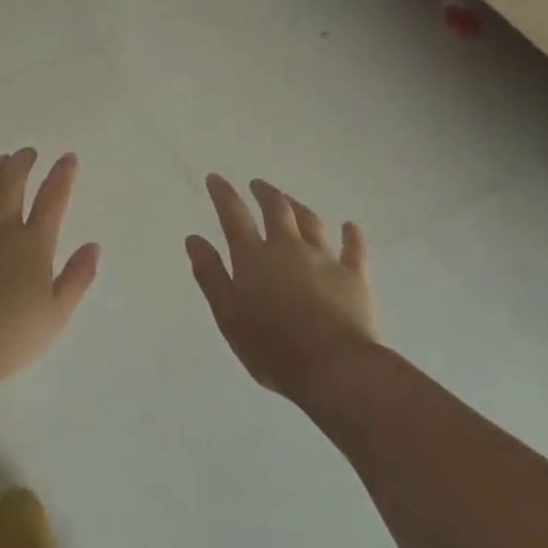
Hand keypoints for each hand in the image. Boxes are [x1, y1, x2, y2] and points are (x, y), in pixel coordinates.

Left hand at [0, 150, 99, 393]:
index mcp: (33, 245)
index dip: (61, 176)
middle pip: (12, 184)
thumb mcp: (56, 315)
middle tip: (28, 152)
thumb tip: (93, 245)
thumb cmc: (9, 337)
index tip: (67, 157)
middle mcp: (1, 230)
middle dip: (22, 163)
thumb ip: (77, 278)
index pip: (52, 200)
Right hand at [187, 175, 378, 405]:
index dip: (223, 194)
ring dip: (298, 207)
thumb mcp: (228, 316)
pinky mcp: (354, 277)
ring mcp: (324, 259)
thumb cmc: (273, 348)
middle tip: (257, 185)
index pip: (234, 216)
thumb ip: (211, 275)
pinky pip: (353, 249)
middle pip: (277, 210)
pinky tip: (350, 226)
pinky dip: (351, 235)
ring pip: (311, 222)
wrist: (336, 369)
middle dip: (265, 193)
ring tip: (291, 201)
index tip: (215, 178)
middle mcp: (288, 249)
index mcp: (254, 258)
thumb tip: (194, 239)